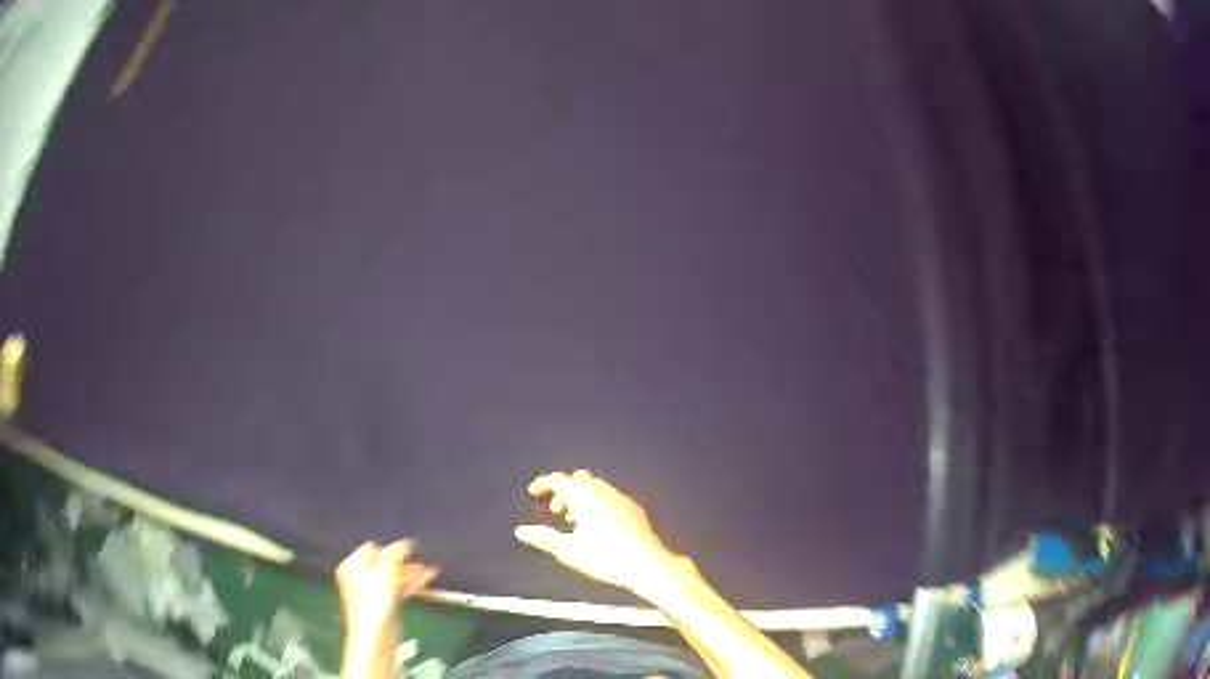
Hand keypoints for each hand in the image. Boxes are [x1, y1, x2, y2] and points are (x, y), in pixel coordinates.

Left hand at [335, 540, 437, 633]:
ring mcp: (373, 592)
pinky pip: (399, 589)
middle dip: (403, 561)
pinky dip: (412, 584)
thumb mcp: (385, 571)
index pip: (371, 548)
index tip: (407, 549)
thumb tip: (405, 543)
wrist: (377, 634)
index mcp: (352, 566)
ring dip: (410, 573)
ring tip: (429, 570)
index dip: (389, 548)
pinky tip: (425, 580)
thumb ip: (395, 554)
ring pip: (394, 577)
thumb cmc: (372, 603)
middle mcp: (360, 578)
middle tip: (419, 558)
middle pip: (383, 563)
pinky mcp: (385, 605)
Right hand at [515, 470, 677, 595]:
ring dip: (581, 497)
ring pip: (596, 486)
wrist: (647, 563)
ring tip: (576, 522)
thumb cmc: (605, 558)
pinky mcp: (635, 509)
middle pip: (579, 479)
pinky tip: (600, 526)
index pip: (559, 480)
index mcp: (584, 498)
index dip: (543, 483)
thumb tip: (521, 531)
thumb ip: (544, 539)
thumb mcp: (569, 551)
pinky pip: (611, 496)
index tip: (534, 492)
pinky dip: (598, 503)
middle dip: (564, 490)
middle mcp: (603, 492)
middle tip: (557, 511)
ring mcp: (622, 499)